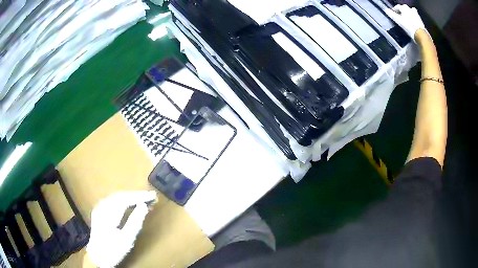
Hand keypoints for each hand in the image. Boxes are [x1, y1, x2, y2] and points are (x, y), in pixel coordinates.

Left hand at [86, 191, 156, 267]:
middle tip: (151, 197)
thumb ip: (135, 222)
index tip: (153, 196)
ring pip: (116, 198)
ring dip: (131, 198)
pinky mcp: (100, 212)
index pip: (125, 199)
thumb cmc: (113, 250)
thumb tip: (143, 206)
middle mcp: (102, 207)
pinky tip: (131, 205)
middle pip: (120, 196)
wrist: (97, 257)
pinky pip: (113, 202)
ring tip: (144, 200)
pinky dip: (124, 201)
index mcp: (108, 214)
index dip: (139, 196)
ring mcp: (99, 209)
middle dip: (136, 195)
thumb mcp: (126, 239)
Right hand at [384, 5, 425, 40]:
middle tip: (400, 14)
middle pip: (404, 7)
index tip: (393, 13)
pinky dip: (413, 17)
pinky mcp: (420, 20)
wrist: (421, 34)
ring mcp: (416, 14)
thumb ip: (392, 15)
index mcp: (403, 8)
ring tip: (407, 16)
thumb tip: (386, 10)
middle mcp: (409, 9)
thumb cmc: (409, 27)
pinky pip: (415, 16)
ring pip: (411, 10)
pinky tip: (413, 21)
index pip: (397, 6)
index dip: (395, 9)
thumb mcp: (399, 21)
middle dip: (402, 10)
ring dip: (409, 12)